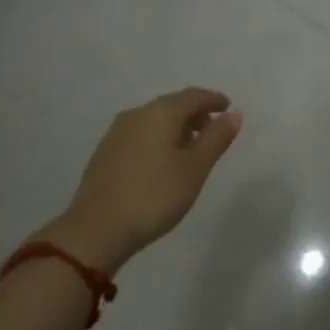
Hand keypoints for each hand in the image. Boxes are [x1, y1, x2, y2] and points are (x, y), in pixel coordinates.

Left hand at [41, 88, 242, 273]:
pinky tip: (161, 162)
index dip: (213, 100)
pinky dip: (157, 139)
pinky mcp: (104, 153)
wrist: (94, 232)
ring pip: (154, 120)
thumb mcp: (194, 169)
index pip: (193, 96)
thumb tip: (234, 114)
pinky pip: (140, 135)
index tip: (228, 107)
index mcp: (161, 112)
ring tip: (189, 150)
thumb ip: (216, 139)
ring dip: (175, 128)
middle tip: (212, 131)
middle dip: (195, 115)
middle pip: (173, 105)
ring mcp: (117, 133)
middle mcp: (137, 114)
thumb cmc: (153, 197)